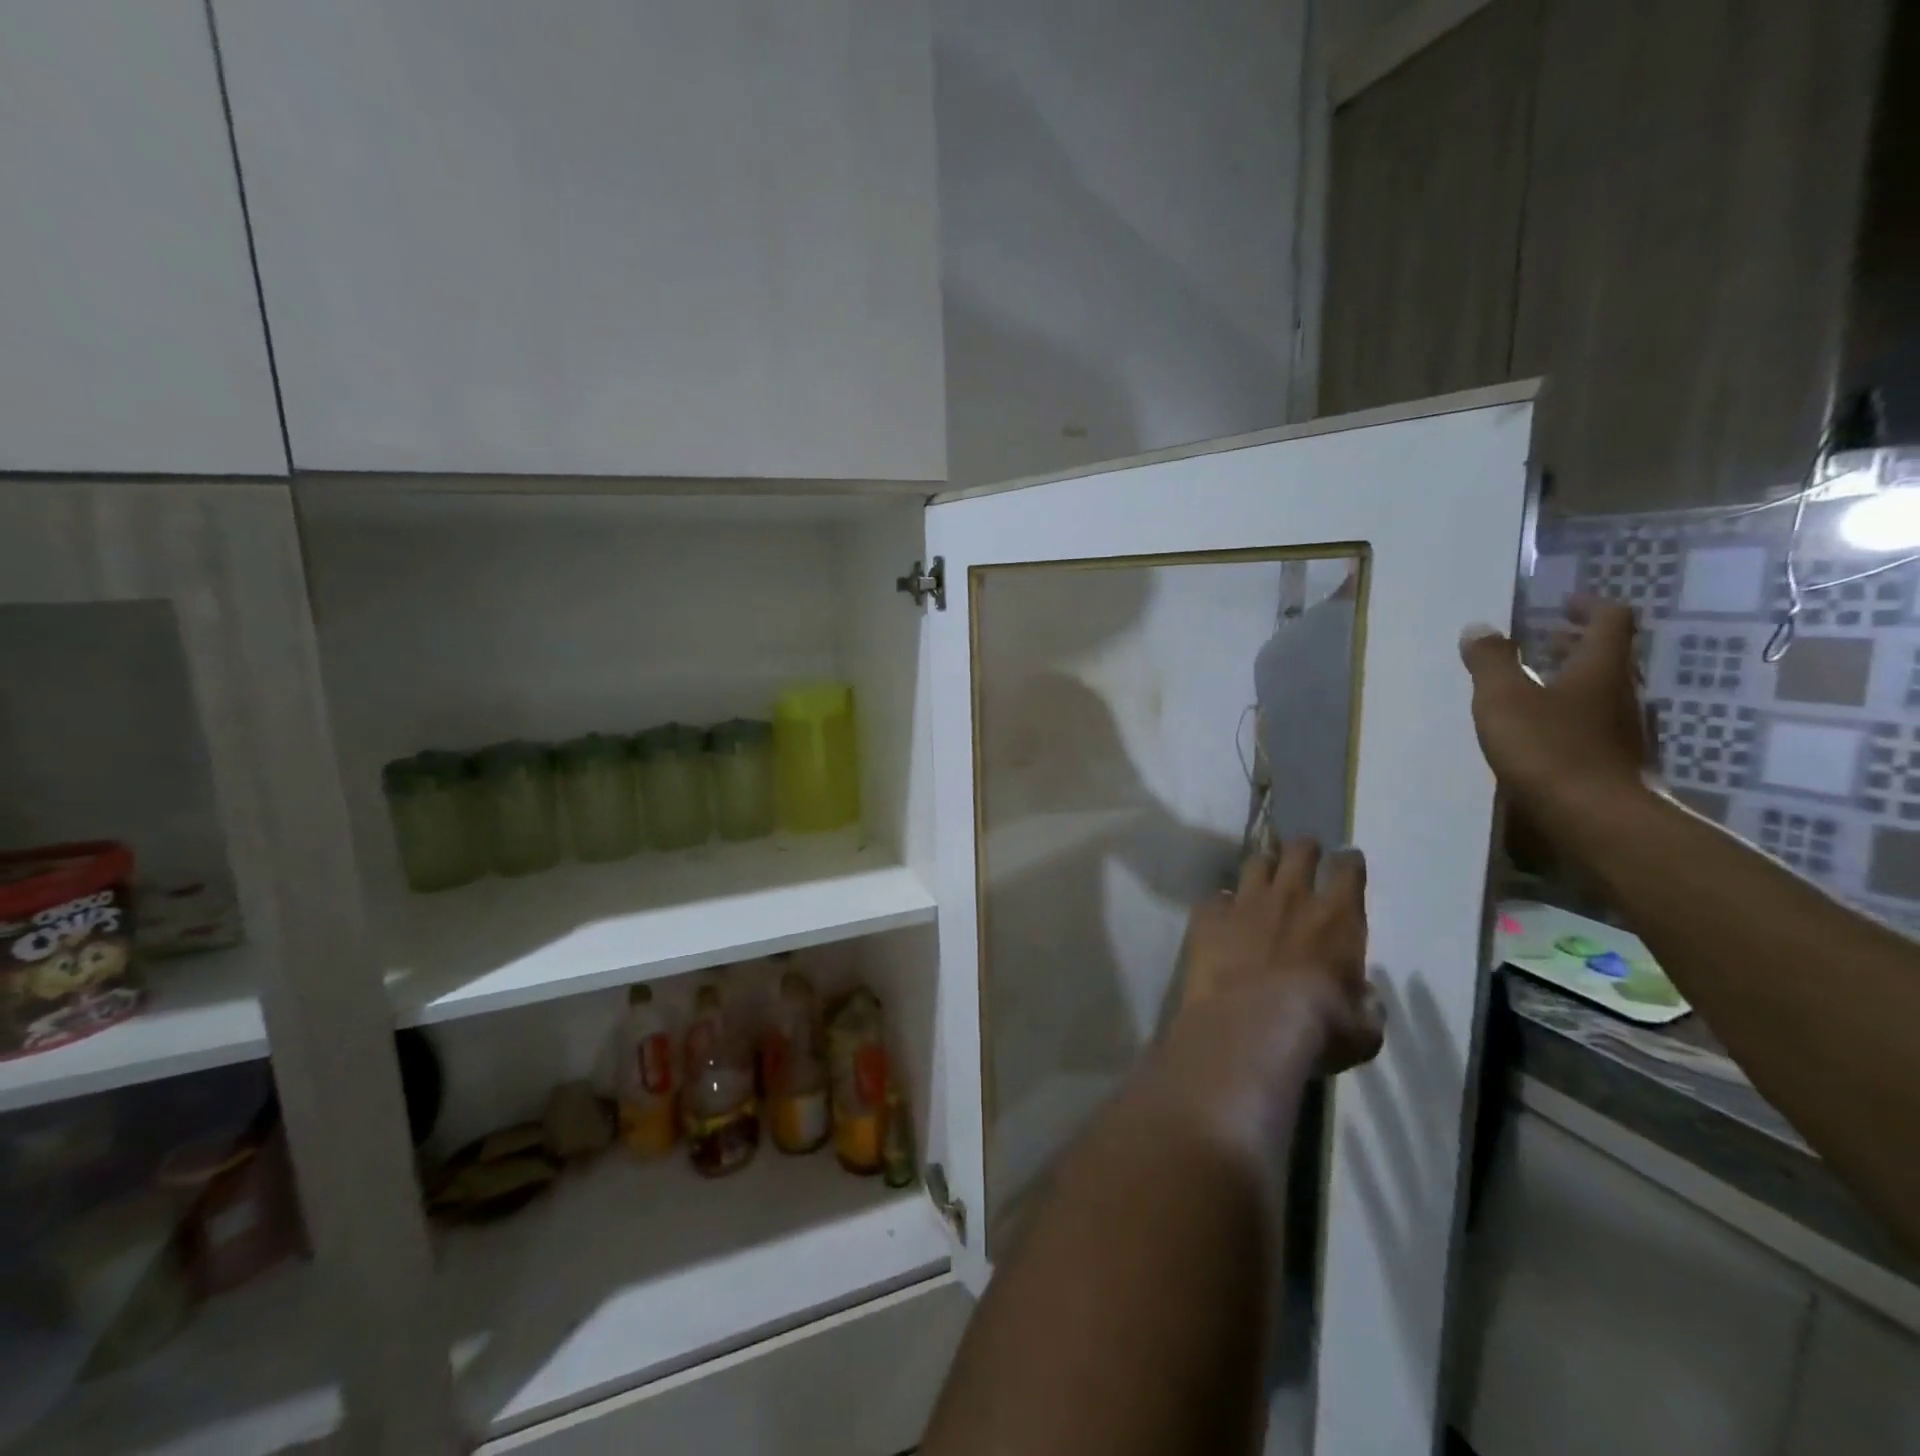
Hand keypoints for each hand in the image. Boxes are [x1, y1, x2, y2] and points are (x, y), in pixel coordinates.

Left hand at [1180, 839, 1382, 1075]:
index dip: (1348, 861)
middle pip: (1298, 851)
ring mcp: (1245, 902)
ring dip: (1263, 866)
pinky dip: (1221, 905)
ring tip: (1263, 874)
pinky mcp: (1208, 915)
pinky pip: (1215, 899)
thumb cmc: (1316, 1030)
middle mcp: (1291, 898)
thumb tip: (1364, 999)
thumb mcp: (1362, 1030)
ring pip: (1255, 864)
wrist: (1247, 1026)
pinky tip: (1220, 916)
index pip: (1348, 871)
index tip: (1347, 859)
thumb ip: (1366, 1008)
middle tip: (1304, 852)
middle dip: (1303, 848)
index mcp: (1337, 919)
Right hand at [1458, 595, 1656, 821]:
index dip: (1589, 606)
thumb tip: (1479, 628)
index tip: (1564, 603)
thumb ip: (1490, 662)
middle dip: (1577, 644)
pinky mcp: (1620, 763)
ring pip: (1605, 692)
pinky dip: (1575, 716)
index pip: (1610, 621)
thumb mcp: (1503, 699)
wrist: (1597, 818)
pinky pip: (1599, 725)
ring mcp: (1628, 731)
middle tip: (1544, 641)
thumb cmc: (1549, 749)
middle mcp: (1624, 693)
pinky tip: (1547, 733)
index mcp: (1601, 668)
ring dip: (1576, 681)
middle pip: (1610, 657)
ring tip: (1538, 687)